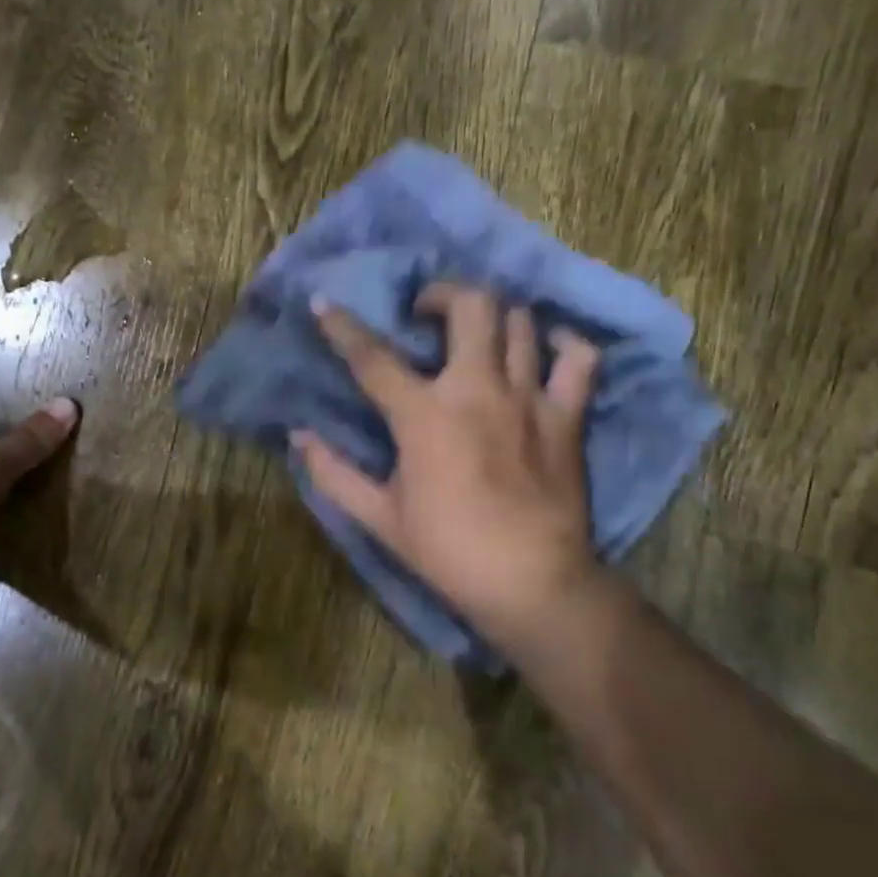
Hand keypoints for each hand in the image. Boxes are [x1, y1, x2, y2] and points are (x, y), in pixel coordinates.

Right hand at [292, 283, 605, 651]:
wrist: (532, 583)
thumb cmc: (448, 552)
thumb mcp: (379, 518)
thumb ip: (334, 473)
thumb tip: (298, 437)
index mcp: (424, 416)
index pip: (372, 358)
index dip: (341, 327)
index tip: (322, 303)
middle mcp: (477, 390)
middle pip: (469, 306)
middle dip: (442, 293)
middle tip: (425, 312)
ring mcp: (528, 398)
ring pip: (519, 321)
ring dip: (493, 315)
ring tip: (476, 330)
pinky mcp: (567, 416)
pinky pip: (579, 358)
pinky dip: (563, 343)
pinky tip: (546, 347)